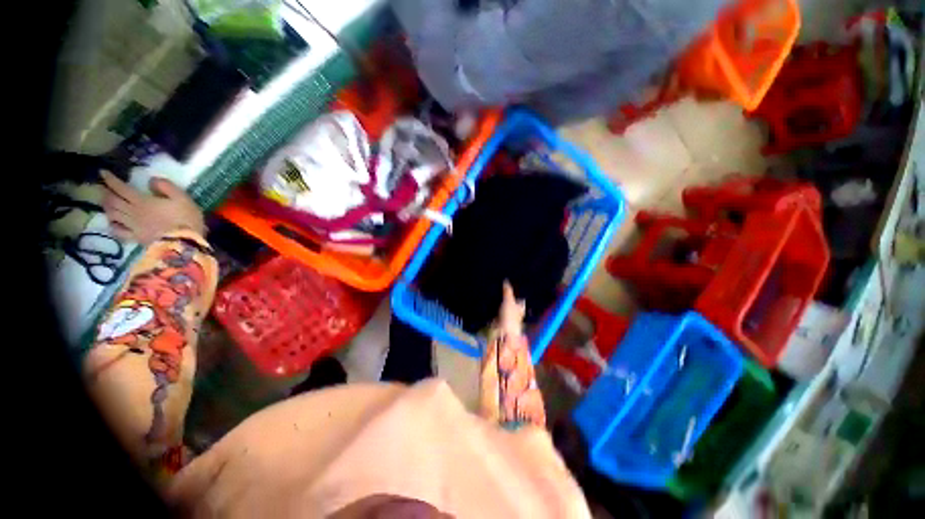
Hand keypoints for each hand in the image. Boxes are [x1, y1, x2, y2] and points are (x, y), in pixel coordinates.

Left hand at [101, 171, 205, 244]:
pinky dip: (113, 225)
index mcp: (142, 201)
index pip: (121, 188)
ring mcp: (133, 226)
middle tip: (102, 187)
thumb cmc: (186, 219)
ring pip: (112, 214)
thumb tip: (151, 180)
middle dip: (105, 192)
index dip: (110, 179)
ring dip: (107, 207)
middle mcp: (132, 212)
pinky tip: (113, 223)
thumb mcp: (182, 198)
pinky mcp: (136, 238)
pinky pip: (118, 231)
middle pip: (113, 201)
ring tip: (106, 202)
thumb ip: (166, 186)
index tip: (103, 172)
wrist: (185, 243)